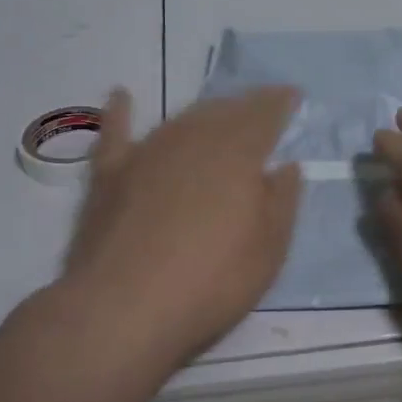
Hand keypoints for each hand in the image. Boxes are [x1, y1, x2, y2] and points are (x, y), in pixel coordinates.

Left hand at [60, 85, 301, 374]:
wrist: (125, 307)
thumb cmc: (212, 281)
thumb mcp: (269, 249)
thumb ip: (282, 200)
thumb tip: (287, 165)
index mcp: (237, 154)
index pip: (264, 115)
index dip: (279, 102)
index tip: (292, 95)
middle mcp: (192, 140)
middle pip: (222, 111)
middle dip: (243, 106)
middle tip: (258, 108)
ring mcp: (146, 154)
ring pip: (179, 120)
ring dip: (201, 113)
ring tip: (215, 113)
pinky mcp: (109, 175)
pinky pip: (115, 133)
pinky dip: (120, 113)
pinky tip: (121, 96)